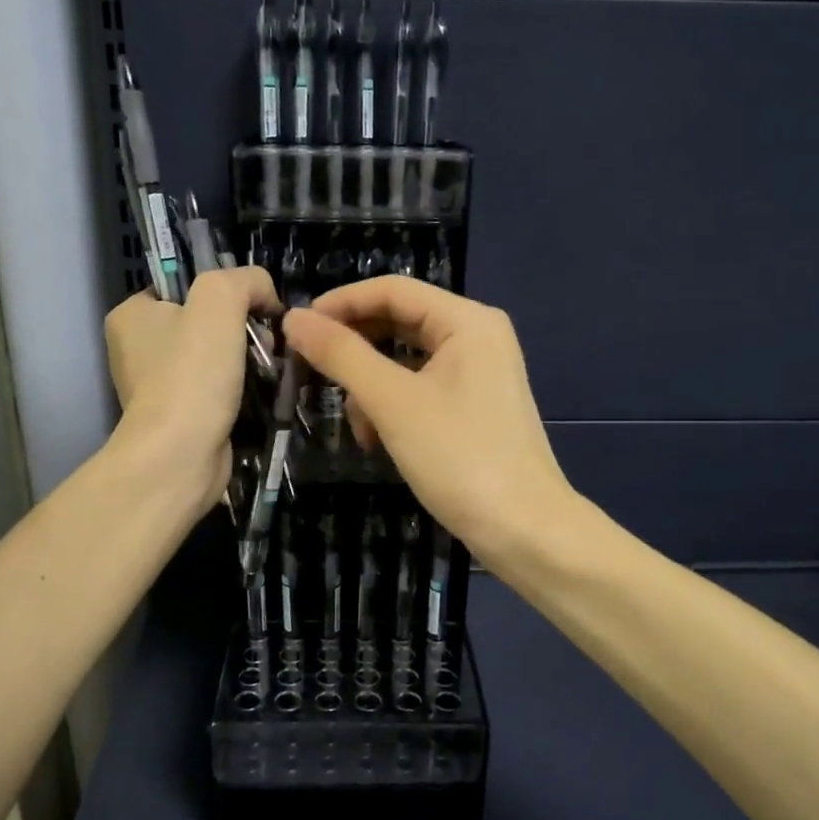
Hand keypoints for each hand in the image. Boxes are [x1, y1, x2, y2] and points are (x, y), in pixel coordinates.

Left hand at [105, 267, 278, 512]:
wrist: (181, 456)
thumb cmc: (192, 373)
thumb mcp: (220, 299)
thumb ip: (246, 281)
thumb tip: (266, 296)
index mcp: (131, 315)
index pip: (184, 287)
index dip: (225, 294)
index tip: (255, 311)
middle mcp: (137, 350)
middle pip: (204, 324)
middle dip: (241, 331)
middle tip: (266, 344)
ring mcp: (156, 388)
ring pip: (214, 360)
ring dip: (246, 363)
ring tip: (269, 371)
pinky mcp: (179, 419)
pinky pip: (216, 393)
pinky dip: (240, 393)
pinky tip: (259, 397)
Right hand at [282, 276, 574, 568]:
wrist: (525, 530)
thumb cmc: (460, 458)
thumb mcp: (393, 402)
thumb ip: (342, 355)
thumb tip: (293, 318)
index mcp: (466, 321)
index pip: (391, 290)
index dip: (340, 303)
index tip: (295, 329)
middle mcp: (476, 336)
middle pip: (398, 323)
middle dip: (354, 351)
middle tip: (312, 374)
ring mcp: (478, 373)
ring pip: (405, 361)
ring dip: (371, 387)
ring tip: (356, 425)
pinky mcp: (474, 406)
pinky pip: (420, 388)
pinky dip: (393, 407)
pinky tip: (377, 440)